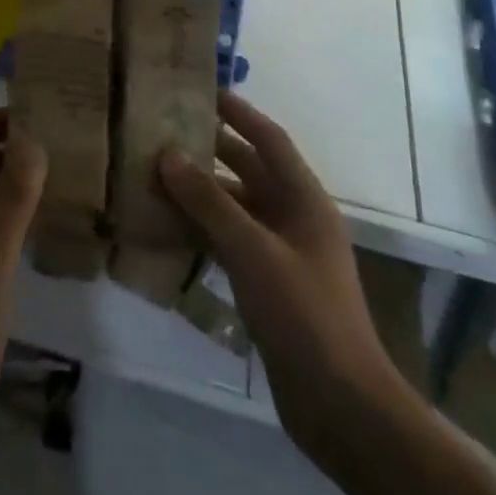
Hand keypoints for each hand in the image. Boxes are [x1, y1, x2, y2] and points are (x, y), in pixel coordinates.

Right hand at [158, 93, 404, 462]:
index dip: (238, 112)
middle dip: (210, 149)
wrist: (340, 405)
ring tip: (154, 175)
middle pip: (249, 170)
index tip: (202, 90)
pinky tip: (168, 228)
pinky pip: (230, 241)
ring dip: (200, 193)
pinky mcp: (269, 284)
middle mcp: (295, 218)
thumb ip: (208, 202)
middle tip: (164, 130)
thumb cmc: (303, 313)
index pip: (269, 139)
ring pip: (235, 207)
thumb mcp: (252, 250)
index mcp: (304, 200)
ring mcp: (282, 253)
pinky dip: (202, 230)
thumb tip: (168, 155)